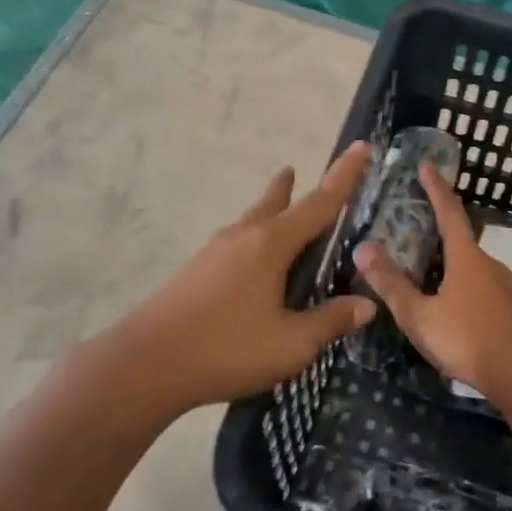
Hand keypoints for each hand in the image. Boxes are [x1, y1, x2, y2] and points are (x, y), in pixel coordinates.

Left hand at [109, 143, 376, 415]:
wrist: (144, 364)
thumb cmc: (226, 349)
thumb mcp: (291, 344)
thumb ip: (330, 321)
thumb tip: (367, 304)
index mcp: (271, 244)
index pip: (319, 203)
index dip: (344, 176)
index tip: (361, 146)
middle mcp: (243, 237)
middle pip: (276, 202)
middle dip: (293, 186)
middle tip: (299, 171)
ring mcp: (214, 251)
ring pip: (252, 219)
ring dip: (270, 207)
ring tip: (279, 201)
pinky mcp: (196, 270)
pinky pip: (237, 241)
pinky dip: (255, 236)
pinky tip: (252, 261)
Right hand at [353, 162, 511, 400]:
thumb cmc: (467, 338)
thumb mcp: (420, 315)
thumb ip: (392, 283)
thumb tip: (363, 247)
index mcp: (466, 257)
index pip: (449, 211)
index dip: (436, 188)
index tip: (427, 165)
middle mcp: (486, 263)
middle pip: (460, 235)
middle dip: (440, 221)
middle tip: (416, 215)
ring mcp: (501, 285)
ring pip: (469, 261)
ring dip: (448, 255)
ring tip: (424, 260)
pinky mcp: (506, 307)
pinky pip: (477, 282)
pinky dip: (458, 277)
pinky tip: (446, 297)